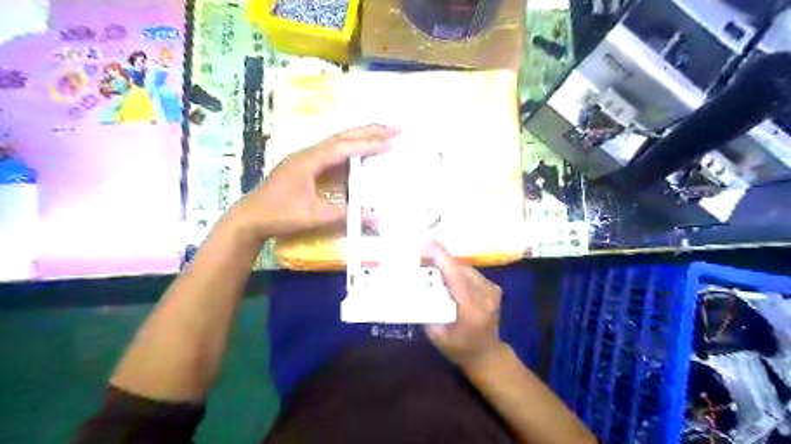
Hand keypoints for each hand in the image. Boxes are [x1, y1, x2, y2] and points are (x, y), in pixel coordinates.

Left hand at [232, 123, 397, 242]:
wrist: (250, 217)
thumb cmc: (280, 215)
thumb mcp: (314, 216)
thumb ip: (345, 215)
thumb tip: (375, 218)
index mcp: (309, 160)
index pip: (344, 147)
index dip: (368, 143)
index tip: (390, 140)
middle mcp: (308, 153)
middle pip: (342, 137)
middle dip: (369, 131)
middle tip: (394, 127)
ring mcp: (305, 157)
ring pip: (337, 141)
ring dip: (360, 136)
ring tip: (383, 134)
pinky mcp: (305, 165)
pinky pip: (332, 152)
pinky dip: (350, 149)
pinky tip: (359, 151)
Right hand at [423, 241, 509, 369]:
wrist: (487, 355)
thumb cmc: (459, 349)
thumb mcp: (437, 336)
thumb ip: (426, 311)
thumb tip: (414, 287)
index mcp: (471, 309)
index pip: (456, 277)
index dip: (441, 258)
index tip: (425, 244)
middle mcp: (485, 295)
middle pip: (460, 268)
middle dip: (439, 259)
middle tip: (419, 255)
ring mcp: (492, 290)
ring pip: (465, 268)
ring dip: (448, 265)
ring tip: (430, 263)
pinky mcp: (494, 287)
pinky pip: (471, 273)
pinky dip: (456, 271)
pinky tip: (446, 274)